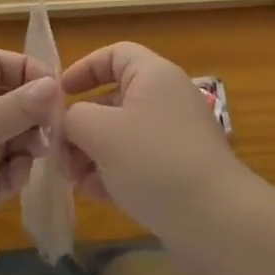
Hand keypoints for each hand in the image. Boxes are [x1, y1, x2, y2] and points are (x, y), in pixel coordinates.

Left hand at [0, 50, 60, 269]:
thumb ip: (21, 105)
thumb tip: (54, 84)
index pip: (3, 63)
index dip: (32, 73)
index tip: (59, 94)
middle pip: (12, 99)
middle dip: (34, 114)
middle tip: (52, 133)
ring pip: (12, 136)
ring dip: (28, 145)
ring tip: (35, 157)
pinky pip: (4, 169)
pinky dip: (14, 172)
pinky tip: (15, 179)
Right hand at [59, 42, 248, 238]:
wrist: (216, 221)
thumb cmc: (154, 161)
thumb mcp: (101, 132)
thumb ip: (74, 118)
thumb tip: (68, 122)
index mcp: (153, 74)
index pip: (114, 54)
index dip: (83, 69)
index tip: (57, 96)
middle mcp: (166, 97)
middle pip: (114, 97)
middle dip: (82, 123)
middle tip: (57, 151)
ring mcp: (175, 135)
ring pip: (123, 134)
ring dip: (93, 152)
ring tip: (72, 178)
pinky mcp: (180, 170)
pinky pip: (138, 161)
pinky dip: (115, 171)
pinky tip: (96, 194)